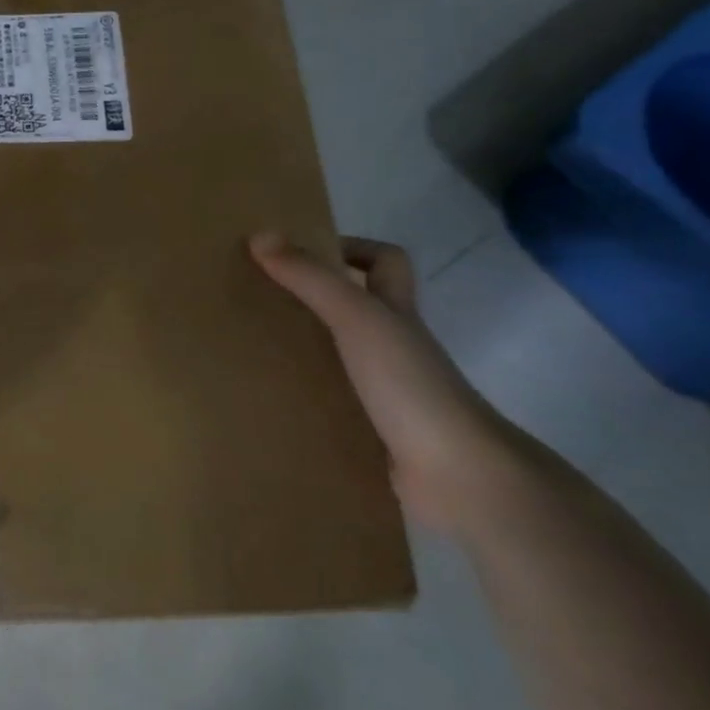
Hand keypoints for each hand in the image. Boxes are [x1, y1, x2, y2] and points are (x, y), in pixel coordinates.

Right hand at [249, 232, 516, 533]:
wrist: (459, 475)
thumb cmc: (410, 383)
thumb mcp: (356, 318)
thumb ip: (310, 278)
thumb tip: (260, 235)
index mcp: (396, 312)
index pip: (384, 261)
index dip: (350, 248)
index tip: (299, 254)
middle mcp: (394, 345)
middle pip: (356, 307)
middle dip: (311, 299)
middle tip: (259, 297)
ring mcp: (386, 390)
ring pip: (340, 356)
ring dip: (303, 350)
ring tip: (250, 346)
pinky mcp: (373, 430)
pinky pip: (332, 403)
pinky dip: (305, 398)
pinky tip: (270, 399)